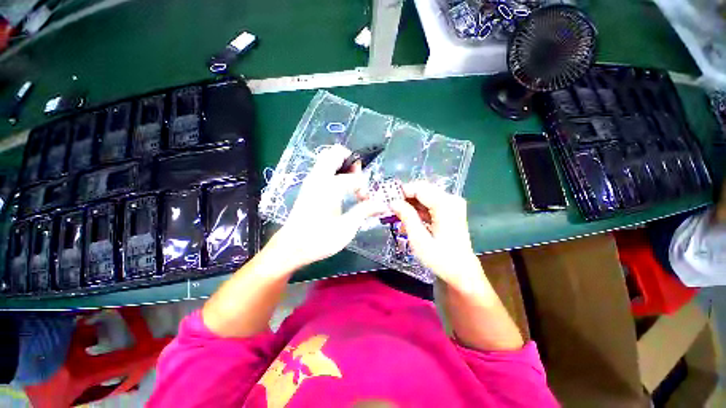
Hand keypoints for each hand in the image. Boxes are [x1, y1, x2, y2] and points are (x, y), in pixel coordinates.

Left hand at [270, 145, 384, 269]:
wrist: (291, 247)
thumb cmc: (320, 239)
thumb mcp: (347, 227)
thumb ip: (364, 211)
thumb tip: (383, 204)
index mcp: (329, 187)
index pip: (353, 177)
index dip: (363, 187)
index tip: (365, 200)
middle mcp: (319, 178)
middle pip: (335, 153)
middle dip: (351, 161)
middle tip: (358, 177)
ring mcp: (311, 181)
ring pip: (327, 159)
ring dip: (342, 165)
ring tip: (351, 182)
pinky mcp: (308, 188)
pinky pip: (322, 169)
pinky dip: (334, 171)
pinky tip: (340, 188)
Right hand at [390, 182, 481, 287]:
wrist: (461, 271)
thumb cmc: (440, 259)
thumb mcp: (419, 239)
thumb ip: (406, 217)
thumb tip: (393, 202)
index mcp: (445, 205)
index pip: (419, 188)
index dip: (401, 192)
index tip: (387, 200)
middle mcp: (451, 200)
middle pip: (422, 190)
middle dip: (405, 198)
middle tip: (391, 209)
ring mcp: (451, 204)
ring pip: (424, 197)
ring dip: (410, 205)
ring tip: (397, 217)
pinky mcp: (450, 210)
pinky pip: (429, 204)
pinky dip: (417, 211)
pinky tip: (408, 221)